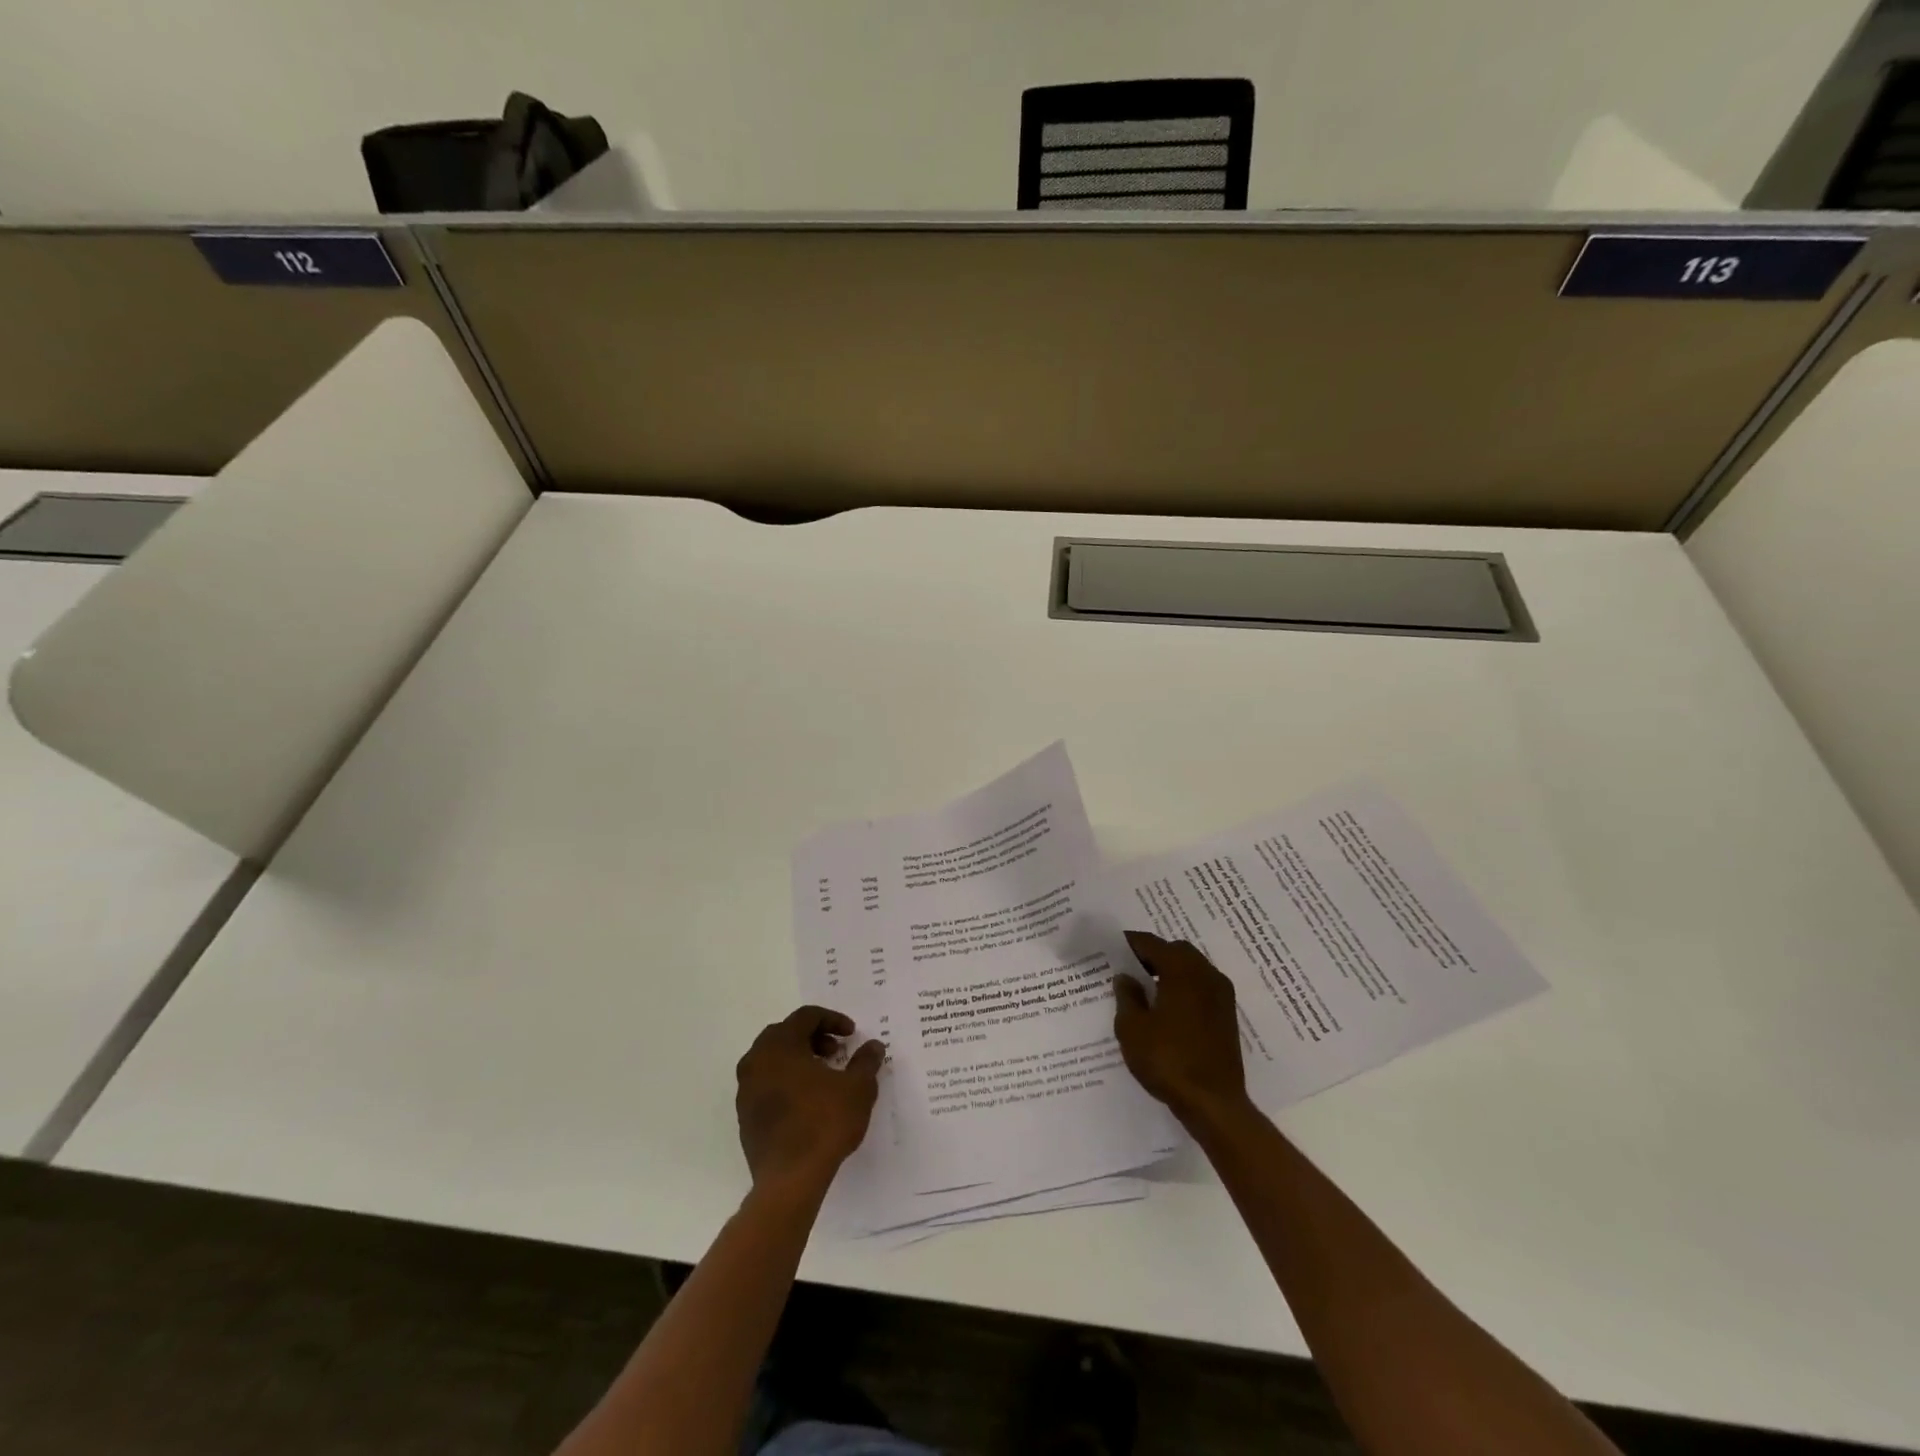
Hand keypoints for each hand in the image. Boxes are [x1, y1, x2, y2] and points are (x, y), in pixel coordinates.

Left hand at [735, 1006, 884, 1196]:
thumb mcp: (857, 1088)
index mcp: (780, 1045)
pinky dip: (786, 1081)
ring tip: (823, 1077)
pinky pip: (766, 1084)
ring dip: (798, 1059)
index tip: (851, 1034)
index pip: (805, 1017)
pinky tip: (807, 1101)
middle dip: (813, 1037)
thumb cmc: (824, 1123)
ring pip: (772, 1059)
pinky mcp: (745, 1116)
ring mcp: (746, 1090)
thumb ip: (866, 1061)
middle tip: (835, 1052)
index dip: (832, 1020)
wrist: (789, 1180)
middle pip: (785, 1034)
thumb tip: (874, 1045)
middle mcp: (756, 1061)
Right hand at [1113, 932, 1250, 1126]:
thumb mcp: (1132, 1028)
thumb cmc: (1168, 1059)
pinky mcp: (1227, 1015)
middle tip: (1129, 968)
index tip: (1112, 948)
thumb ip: (1127, 996)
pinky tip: (1167, 1007)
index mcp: (1182, 970)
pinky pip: (1201, 987)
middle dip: (1153, 954)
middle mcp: (1206, 974)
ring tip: (1146, 988)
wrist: (1214, 1103)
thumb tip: (1126, 977)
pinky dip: (1184, 987)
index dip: (1130, 943)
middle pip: (1176, 951)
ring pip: (1192, 968)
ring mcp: (1221, 995)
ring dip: (1171, 971)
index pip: (1151, 943)